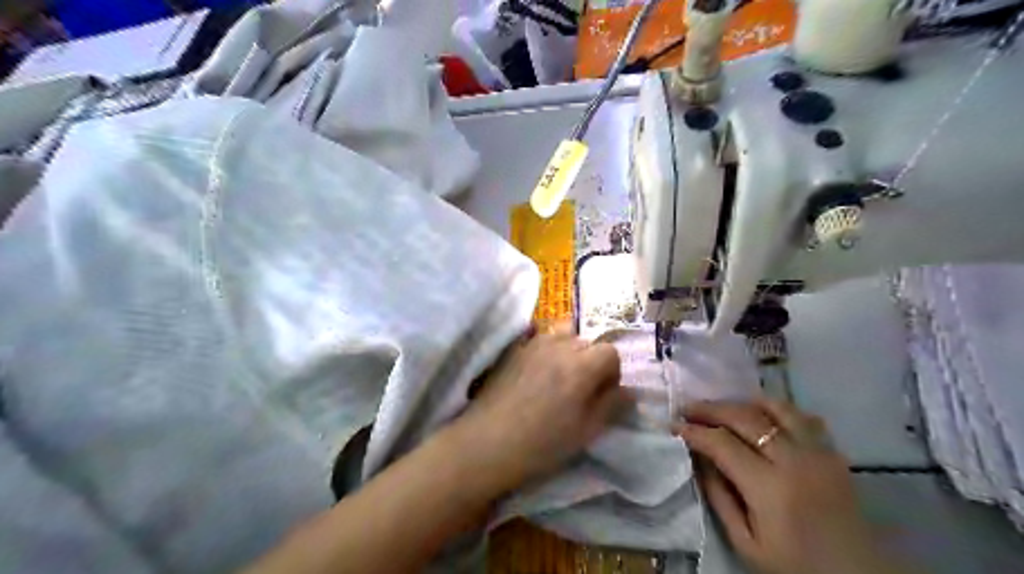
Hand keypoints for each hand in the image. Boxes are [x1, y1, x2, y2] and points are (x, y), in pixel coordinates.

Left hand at [448, 327, 628, 493]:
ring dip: (568, 349)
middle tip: (580, 389)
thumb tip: (628, 391)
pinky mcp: (513, 348)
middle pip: (587, 341)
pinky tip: (536, 370)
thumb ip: (611, 405)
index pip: (610, 352)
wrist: (488, 442)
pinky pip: (537, 337)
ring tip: (558, 376)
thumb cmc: (543, 443)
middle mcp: (559, 345)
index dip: (611, 372)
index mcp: (582, 365)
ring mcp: (533, 343)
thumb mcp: (586, 431)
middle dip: (591, 361)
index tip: (602, 393)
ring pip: (562, 333)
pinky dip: (545, 347)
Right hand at [678, 399, 902, 573]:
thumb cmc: (795, 566)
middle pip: (745, 417)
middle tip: (688, 408)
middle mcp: (794, 460)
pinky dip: (776, 409)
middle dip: (710, 408)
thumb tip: (699, 459)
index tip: (674, 426)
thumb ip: (719, 498)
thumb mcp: (746, 544)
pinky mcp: (833, 453)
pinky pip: (802, 416)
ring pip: (775, 407)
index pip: (722, 443)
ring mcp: (818, 452)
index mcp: (769, 488)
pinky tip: (762, 415)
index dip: (694, 431)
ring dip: (742, 402)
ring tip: (722, 407)